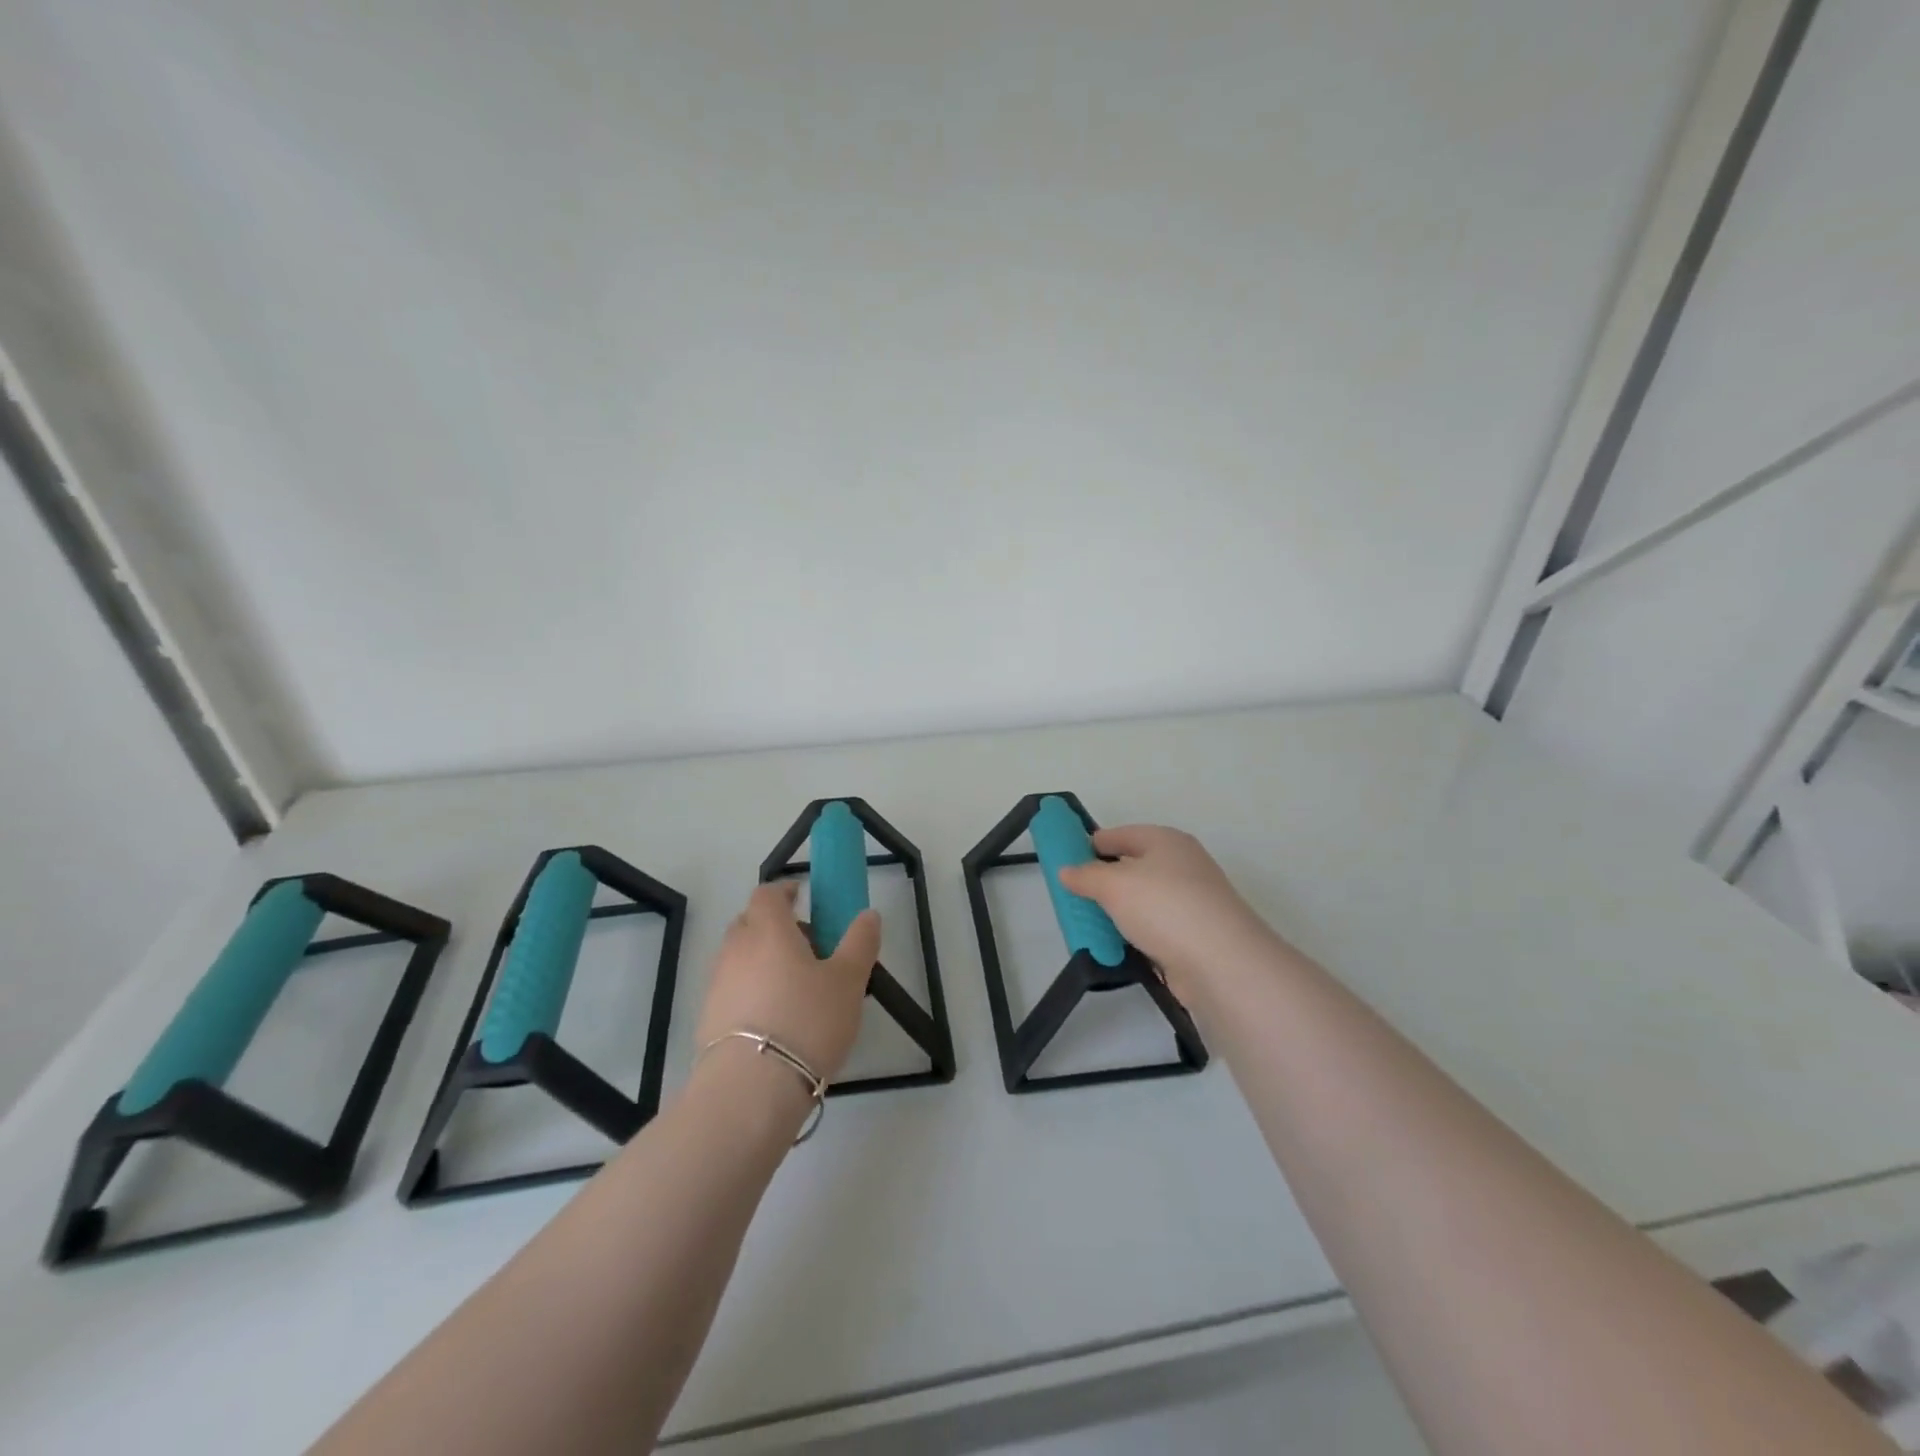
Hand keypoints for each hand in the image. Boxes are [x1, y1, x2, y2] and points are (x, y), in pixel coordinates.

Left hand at [694, 881, 879, 1084]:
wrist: (750, 1091)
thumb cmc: (807, 1022)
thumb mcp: (849, 981)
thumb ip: (860, 943)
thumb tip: (868, 914)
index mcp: (768, 930)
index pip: (767, 893)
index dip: (784, 892)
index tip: (803, 898)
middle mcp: (736, 949)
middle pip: (749, 922)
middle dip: (774, 926)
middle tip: (807, 946)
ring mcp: (717, 985)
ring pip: (739, 958)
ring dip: (762, 960)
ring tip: (794, 989)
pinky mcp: (708, 1020)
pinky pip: (732, 990)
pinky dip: (750, 992)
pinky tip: (774, 1021)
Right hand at [1057, 825, 1274, 1005]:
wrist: (1223, 962)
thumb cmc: (1164, 907)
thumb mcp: (1113, 884)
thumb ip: (1085, 875)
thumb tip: (1066, 870)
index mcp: (1165, 840)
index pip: (1119, 834)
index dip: (1090, 845)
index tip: (1065, 863)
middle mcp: (1181, 864)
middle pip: (1132, 867)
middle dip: (1103, 881)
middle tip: (1073, 897)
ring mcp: (1191, 901)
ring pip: (1142, 900)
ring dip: (1118, 912)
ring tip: (1088, 926)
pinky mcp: (1194, 935)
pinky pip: (1154, 929)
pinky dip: (1135, 936)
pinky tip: (1115, 948)